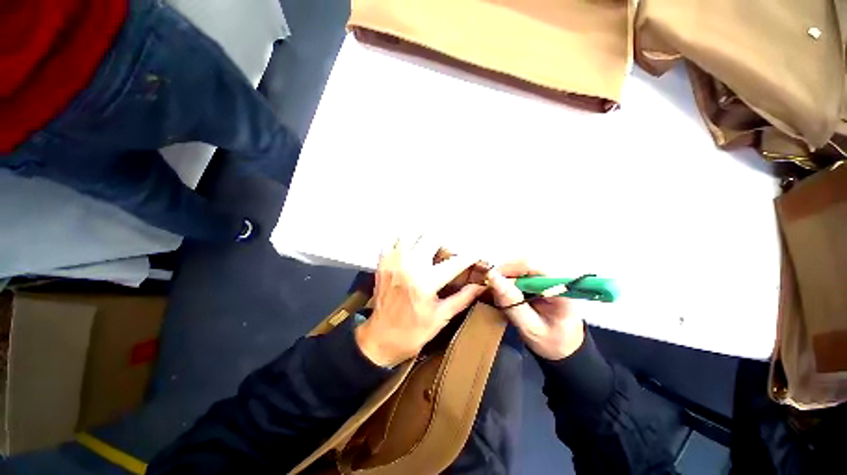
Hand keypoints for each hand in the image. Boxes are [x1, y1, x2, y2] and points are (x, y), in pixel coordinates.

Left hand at [355, 237, 485, 367]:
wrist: (380, 338)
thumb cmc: (413, 332)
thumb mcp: (441, 317)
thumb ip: (462, 298)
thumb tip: (480, 286)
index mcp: (426, 282)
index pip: (454, 263)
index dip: (469, 256)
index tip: (477, 252)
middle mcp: (409, 266)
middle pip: (431, 237)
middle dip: (444, 242)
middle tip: (447, 252)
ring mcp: (393, 262)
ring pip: (411, 234)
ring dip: (423, 238)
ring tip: (429, 248)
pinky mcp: (382, 263)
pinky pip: (392, 241)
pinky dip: (403, 241)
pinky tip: (409, 249)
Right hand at [487, 262, 584, 360]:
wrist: (565, 349)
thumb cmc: (551, 342)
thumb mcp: (530, 327)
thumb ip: (512, 303)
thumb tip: (492, 277)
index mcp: (559, 289)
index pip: (532, 266)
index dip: (509, 269)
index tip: (492, 279)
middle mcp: (554, 278)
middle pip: (524, 263)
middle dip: (505, 273)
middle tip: (493, 289)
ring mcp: (547, 279)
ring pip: (520, 267)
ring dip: (506, 278)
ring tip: (500, 295)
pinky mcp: (540, 282)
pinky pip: (520, 274)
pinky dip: (509, 282)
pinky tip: (507, 294)